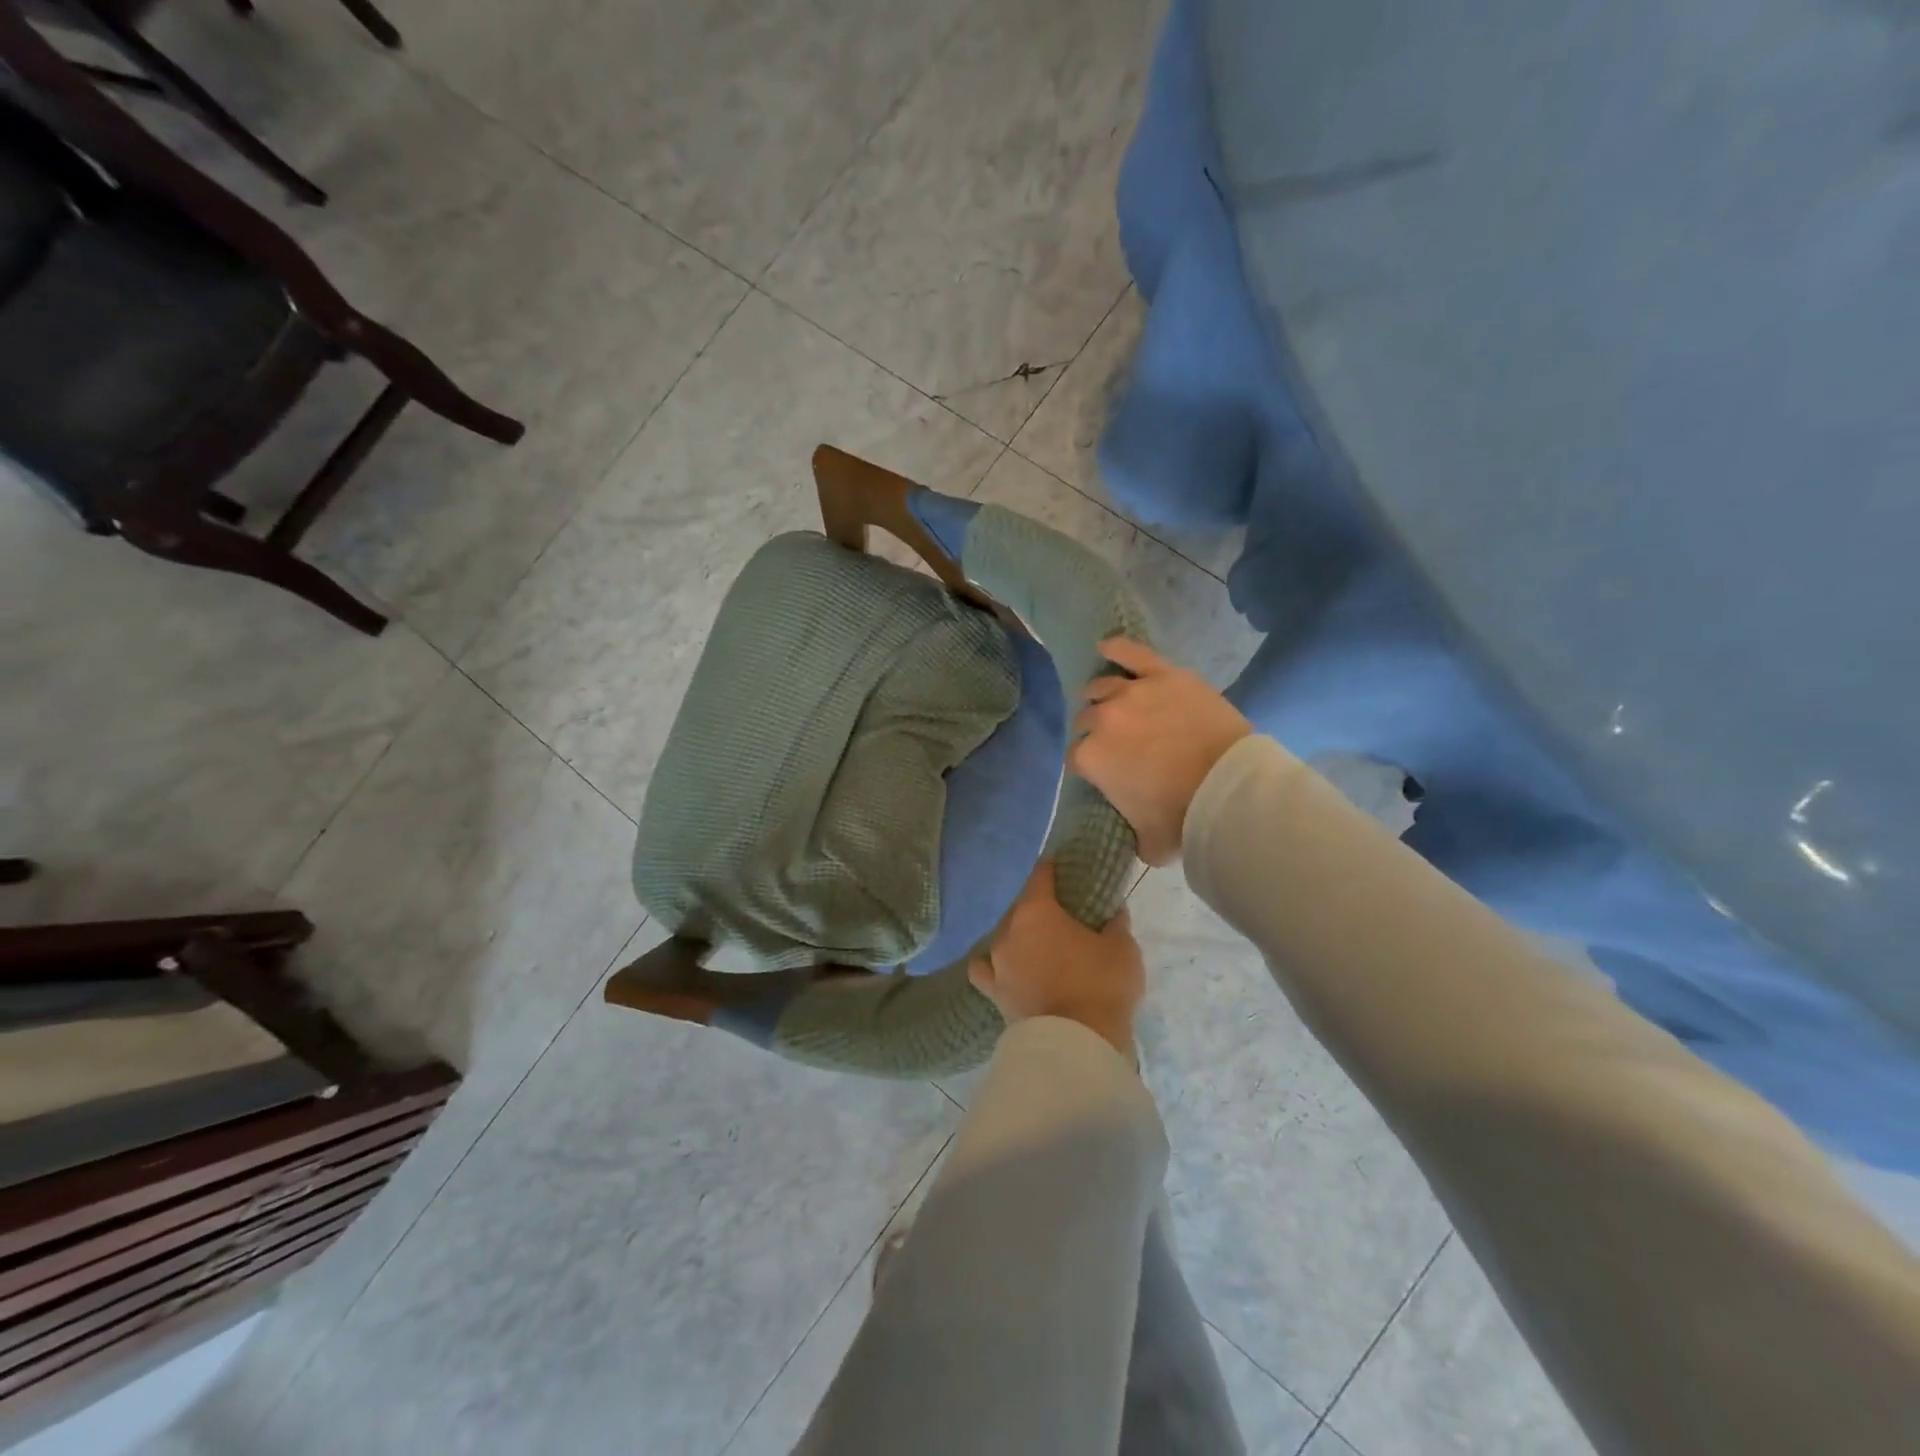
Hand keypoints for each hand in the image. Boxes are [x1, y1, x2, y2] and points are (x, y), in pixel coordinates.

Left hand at [969, 864, 1144, 1056]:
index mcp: (1037, 911)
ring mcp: (997, 963)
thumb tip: (1113, 911)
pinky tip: (1006, 971)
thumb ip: (1115, 924)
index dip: (1053, 870)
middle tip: (1063, 918)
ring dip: (1020, 938)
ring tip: (1040, 948)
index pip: (1041, 876)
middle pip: (1022, 908)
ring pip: (1006, 938)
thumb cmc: (1100, 985)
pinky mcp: (993, 993)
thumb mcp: (1122, 949)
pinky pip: (986, 971)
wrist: (1077, 1043)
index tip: (1064, 869)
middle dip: (1040, 910)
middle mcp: (1009, 931)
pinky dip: (994, 968)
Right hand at [1069, 638, 1252, 866]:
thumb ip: (1134, 838)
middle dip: (1095, 731)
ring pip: (1101, 688)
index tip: (1103, 772)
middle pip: (1086, 720)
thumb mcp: (1149, 842)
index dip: (1088, 766)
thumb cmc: (1183, 817)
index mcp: (1091, 758)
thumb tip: (1137, 839)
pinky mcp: (1163, 675)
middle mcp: (1103, 720)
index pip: (1076, 758)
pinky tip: (1106, 647)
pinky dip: (1117, 649)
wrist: (1230, 788)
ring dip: (1100, 697)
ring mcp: (1132, 692)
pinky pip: (1132, 654)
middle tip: (1115, 742)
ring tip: (1108, 702)